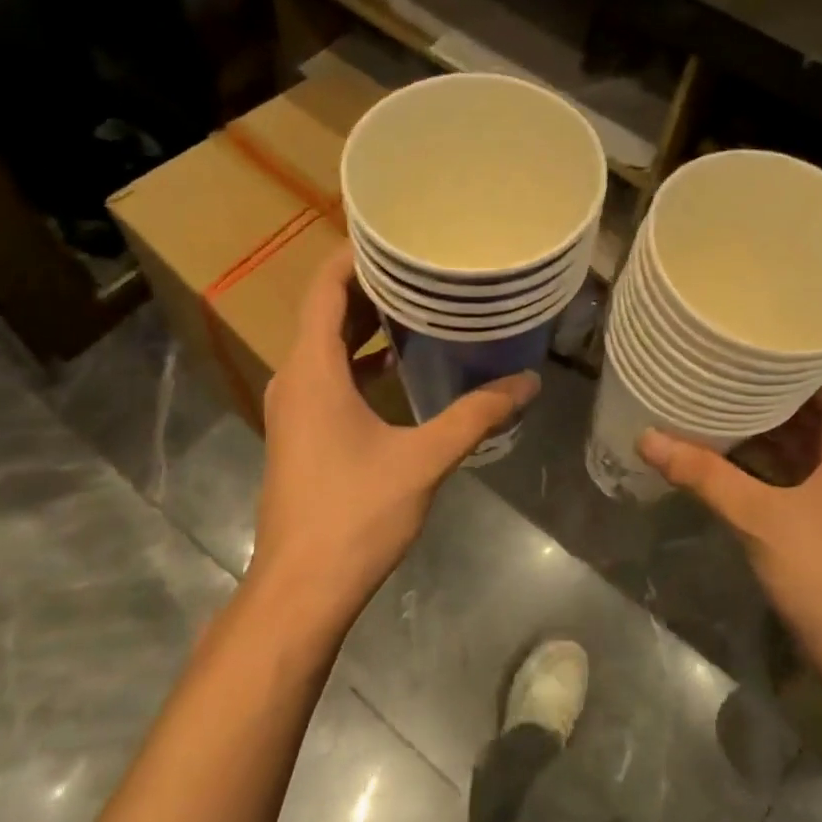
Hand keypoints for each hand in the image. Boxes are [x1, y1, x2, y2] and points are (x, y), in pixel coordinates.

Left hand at [248, 245, 539, 628]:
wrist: (302, 587)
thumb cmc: (356, 513)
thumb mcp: (424, 458)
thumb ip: (476, 415)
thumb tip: (527, 382)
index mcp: (312, 369)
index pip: (324, 288)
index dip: (355, 255)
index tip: (397, 234)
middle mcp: (294, 378)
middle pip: (326, 313)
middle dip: (371, 287)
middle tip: (424, 266)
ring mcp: (294, 408)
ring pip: (326, 347)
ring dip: (366, 326)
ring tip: (420, 306)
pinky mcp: (301, 434)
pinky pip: (328, 377)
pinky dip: (360, 362)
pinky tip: (400, 368)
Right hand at [640, 373, 821, 729]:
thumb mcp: (759, 517)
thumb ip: (703, 475)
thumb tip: (646, 436)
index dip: (790, 351)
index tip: (745, 332)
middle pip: (807, 402)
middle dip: (762, 384)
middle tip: (712, 358)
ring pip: (795, 436)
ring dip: (757, 421)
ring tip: (707, 392)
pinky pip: (787, 465)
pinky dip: (757, 455)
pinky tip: (717, 446)